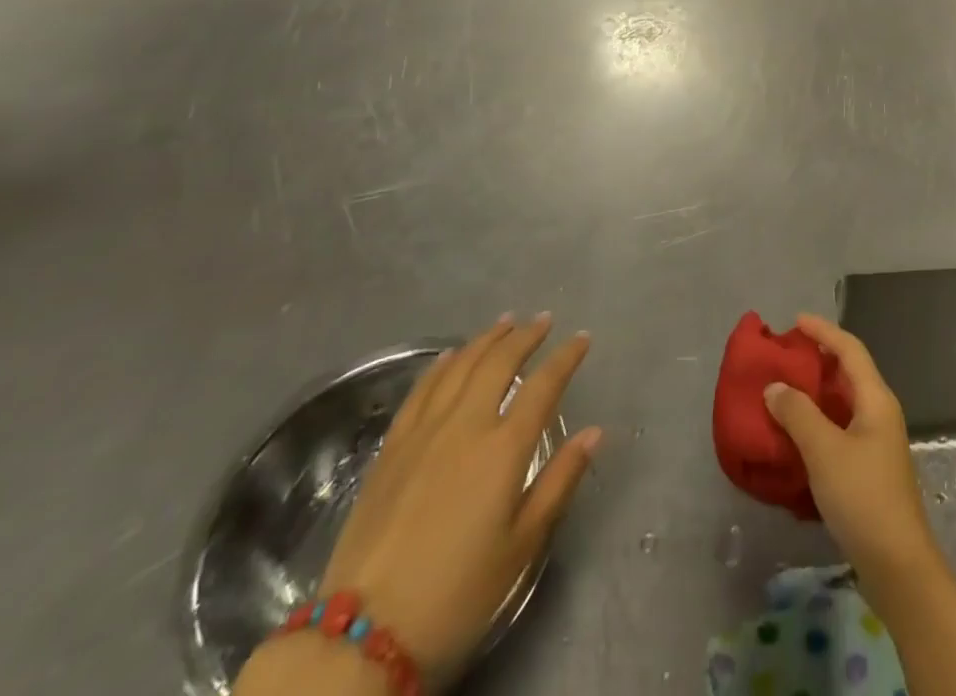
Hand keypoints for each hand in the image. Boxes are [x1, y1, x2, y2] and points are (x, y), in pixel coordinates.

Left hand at [315, 315, 600, 683]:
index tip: (582, 338)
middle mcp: (466, 425)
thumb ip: (560, 481)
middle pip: (500, 363)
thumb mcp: (521, 547)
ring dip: (486, 340)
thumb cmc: (456, 595)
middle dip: (525, 336)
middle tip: (543, 320)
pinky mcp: (391, 449)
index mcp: (504, 448)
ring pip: (460, 366)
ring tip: (505, 323)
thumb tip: (594, 432)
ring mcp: (424, 432)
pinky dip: (442, 365)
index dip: (566, 357)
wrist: (361, 636)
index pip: (544, 385)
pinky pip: (422, 390)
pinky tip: (450, 356)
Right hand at [761, 314, 937, 587]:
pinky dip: (817, 421)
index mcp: (875, 399)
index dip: (823, 331)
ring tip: (783, 389)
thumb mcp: (824, 450)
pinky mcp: (868, 468)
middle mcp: (879, 412)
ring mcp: (876, 442)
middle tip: (784, 355)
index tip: (794, 321)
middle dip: (818, 358)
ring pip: (842, 402)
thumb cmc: (862, 497)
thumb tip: (775, 387)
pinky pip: (839, 428)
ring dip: (815, 392)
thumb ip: (797, 414)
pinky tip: (795, 433)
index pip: (850, 349)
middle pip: (848, 372)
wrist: (897, 565)